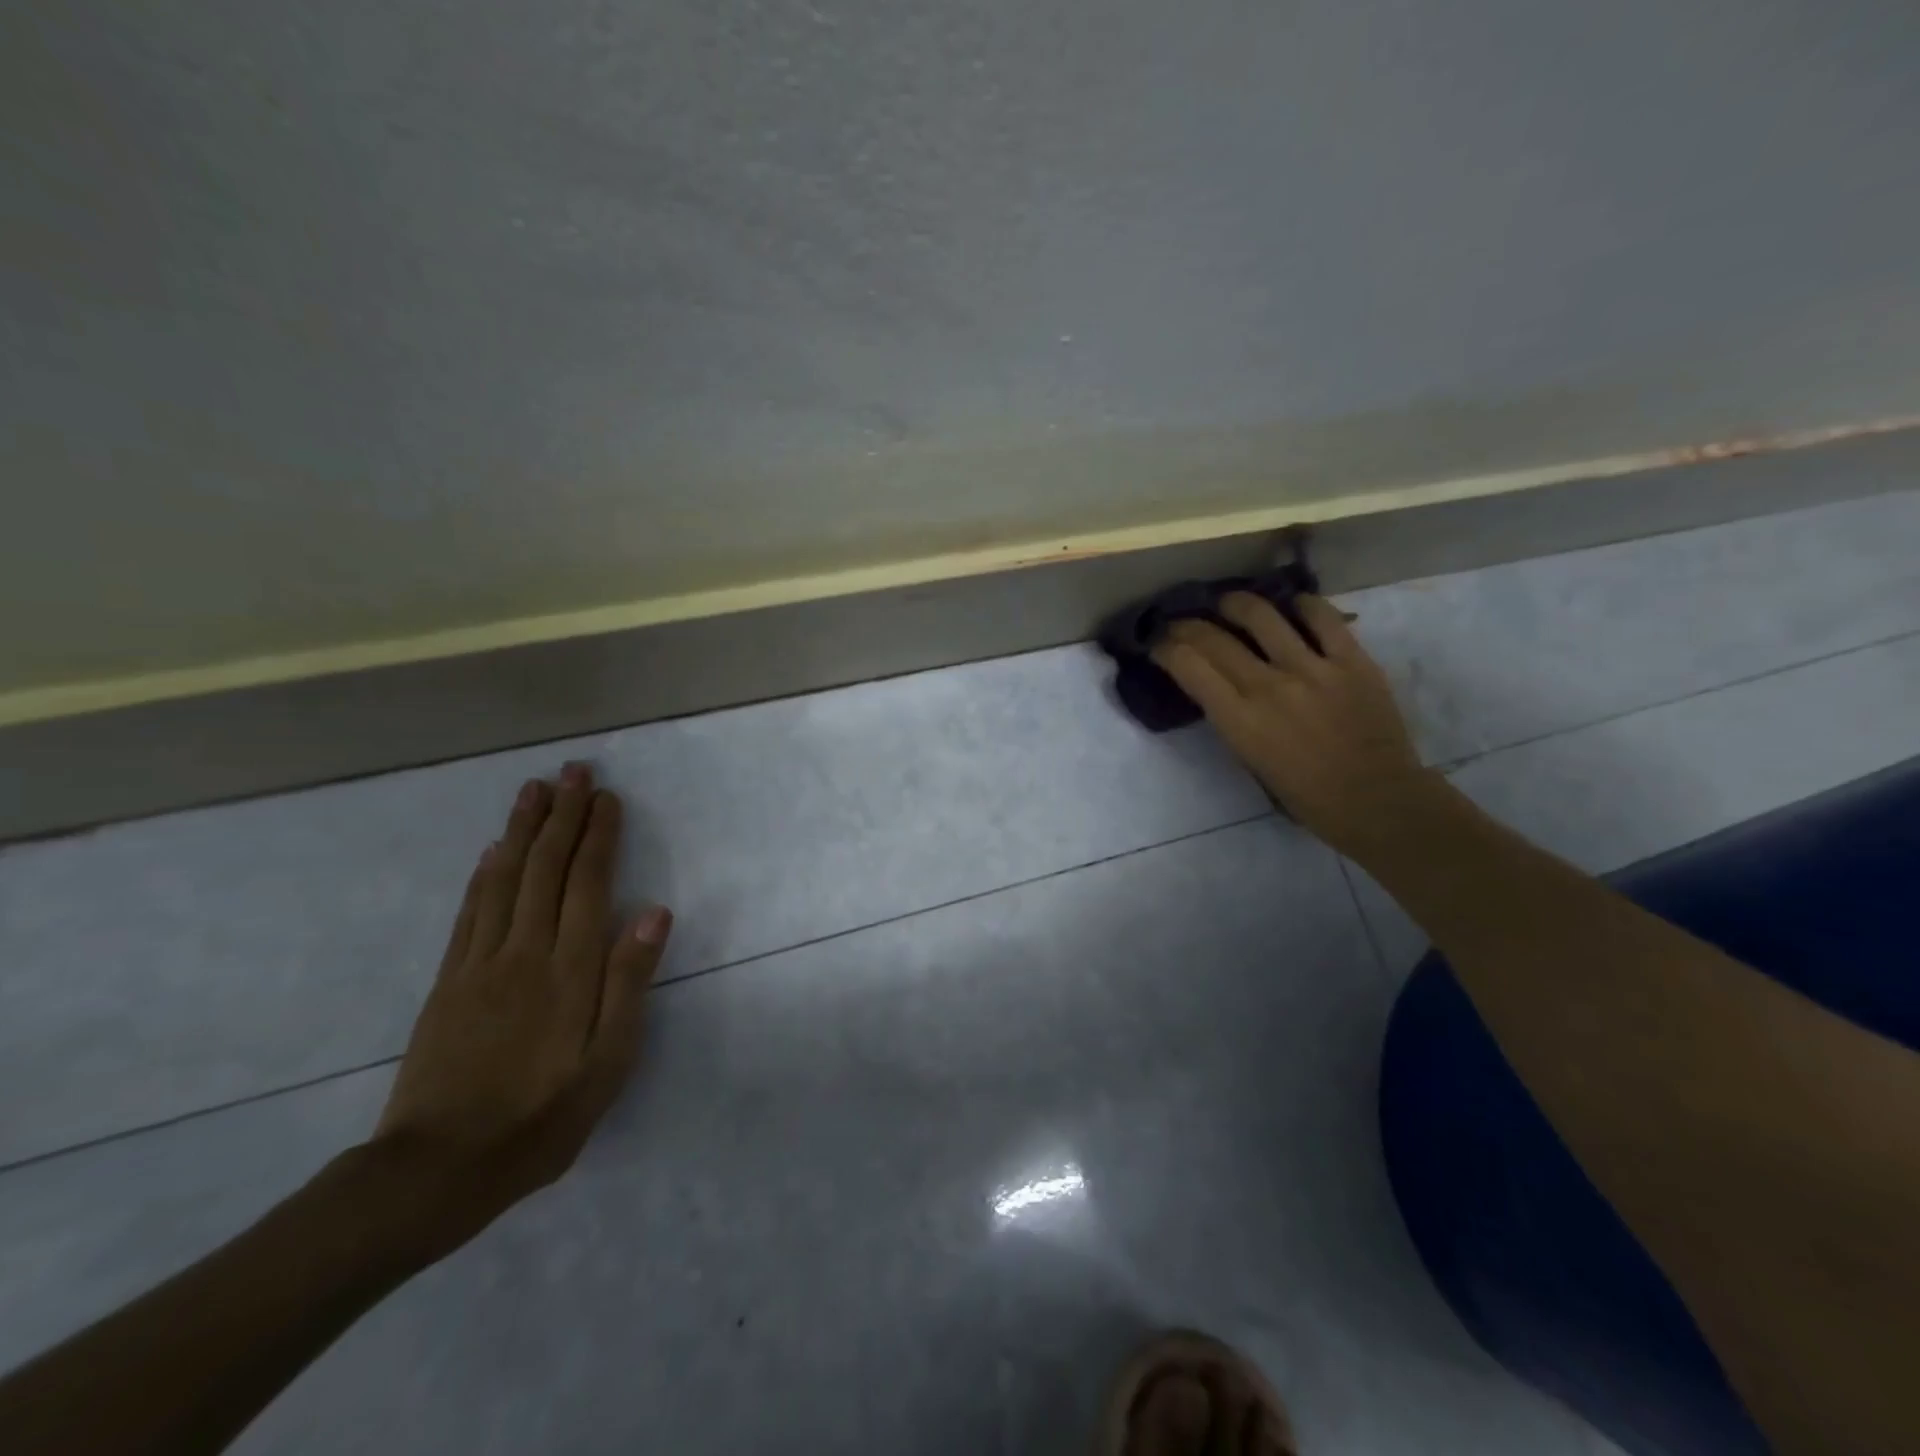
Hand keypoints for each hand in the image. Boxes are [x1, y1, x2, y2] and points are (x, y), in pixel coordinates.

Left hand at [371, 762, 671, 1253]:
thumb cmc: (542, 1117)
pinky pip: (470, 912)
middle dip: (564, 816)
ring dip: (523, 830)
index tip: (608, 797)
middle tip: (575, 771)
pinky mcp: (448, 982)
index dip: (599, 836)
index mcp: (569, 969)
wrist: (436, 1171)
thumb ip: (629, 982)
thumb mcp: (608, 1062)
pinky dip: (485, 873)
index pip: (588, 884)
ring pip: (505, 879)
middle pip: (546, 869)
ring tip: (535, 790)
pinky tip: (494, 850)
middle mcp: (525, 952)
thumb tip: (654, 911)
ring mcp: (480, 964)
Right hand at [1152, 592, 1437, 856]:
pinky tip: (1291, 606)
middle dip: (1186, 625)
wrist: (1377, 801)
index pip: (1188, 665)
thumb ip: (1232, 717)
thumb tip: (1217, 684)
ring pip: (1262, 615)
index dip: (1165, 648)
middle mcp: (1268, 687)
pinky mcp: (1353, 661)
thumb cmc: (1306, 795)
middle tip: (1181, 623)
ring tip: (1229, 604)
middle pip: (1214, 638)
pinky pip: (1322, 617)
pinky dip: (1301, 605)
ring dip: (1236, 603)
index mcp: (1240, 720)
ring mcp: (1313, 669)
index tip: (1159, 645)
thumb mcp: (1250, 759)